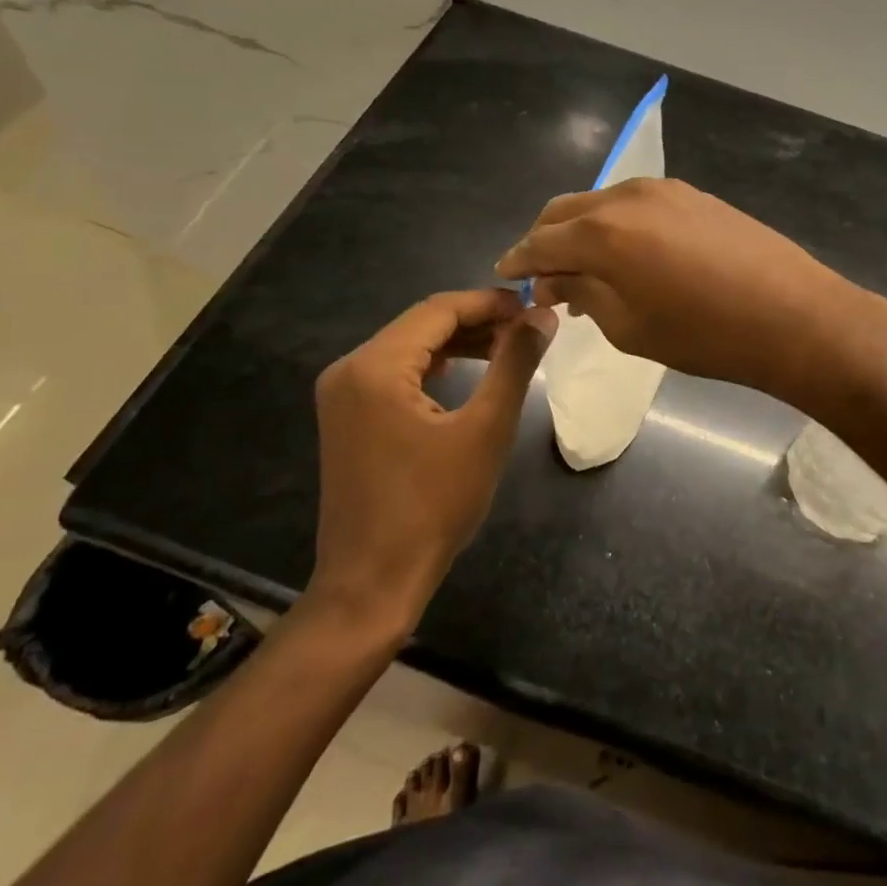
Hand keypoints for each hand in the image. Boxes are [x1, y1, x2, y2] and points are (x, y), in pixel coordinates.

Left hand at [304, 289, 555, 622]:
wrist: (373, 583)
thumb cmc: (433, 507)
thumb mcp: (486, 429)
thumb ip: (515, 363)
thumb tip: (543, 315)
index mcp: (375, 366)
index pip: (439, 310)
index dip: (490, 302)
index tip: (535, 304)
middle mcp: (349, 369)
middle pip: (422, 324)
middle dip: (477, 320)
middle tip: (529, 327)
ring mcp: (343, 394)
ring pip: (410, 347)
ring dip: (459, 342)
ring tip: (509, 346)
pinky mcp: (348, 417)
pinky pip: (396, 373)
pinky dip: (435, 366)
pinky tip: (469, 370)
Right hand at [495, 179, 860, 404]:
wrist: (793, 315)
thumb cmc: (704, 334)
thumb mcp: (629, 326)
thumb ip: (584, 294)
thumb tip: (557, 280)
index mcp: (602, 232)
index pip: (541, 241)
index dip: (519, 260)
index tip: (506, 275)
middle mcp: (626, 196)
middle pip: (565, 211)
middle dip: (545, 241)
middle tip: (544, 276)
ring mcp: (664, 190)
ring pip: (601, 203)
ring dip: (582, 231)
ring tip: (586, 270)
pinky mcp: (693, 194)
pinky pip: (635, 204)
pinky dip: (616, 224)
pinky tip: (627, 254)